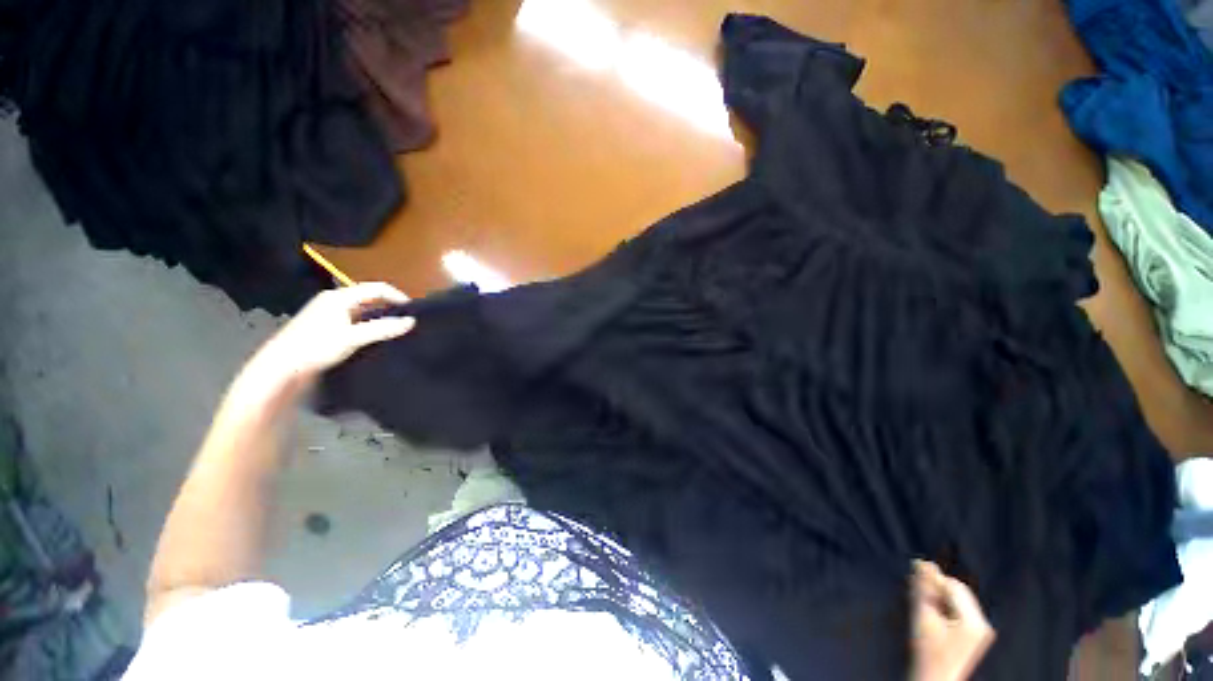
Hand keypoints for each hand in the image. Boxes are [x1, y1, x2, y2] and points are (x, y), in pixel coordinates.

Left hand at [235, 283, 414, 402]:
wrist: (281, 368)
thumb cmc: (315, 347)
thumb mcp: (353, 337)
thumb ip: (383, 329)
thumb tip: (411, 321)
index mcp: (339, 297)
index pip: (377, 288)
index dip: (397, 296)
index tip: (413, 310)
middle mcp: (334, 301)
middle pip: (370, 298)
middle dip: (390, 307)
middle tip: (407, 321)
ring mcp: (329, 314)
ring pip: (363, 311)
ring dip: (380, 318)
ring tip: (395, 330)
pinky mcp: (327, 328)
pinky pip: (356, 321)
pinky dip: (370, 326)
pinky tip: (376, 338)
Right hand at [911, 560, 994, 680]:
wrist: (935, 680)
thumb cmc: (927, 650)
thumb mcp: (922, 617)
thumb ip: (923, 589)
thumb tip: (922, 562)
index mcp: (974, 620)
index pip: (953, 586)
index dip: (933, 581)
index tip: (913, 580)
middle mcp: (983, 622)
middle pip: (959, 591)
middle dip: (938, 588)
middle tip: (915, 592)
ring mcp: (982, 630)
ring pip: (959, 599)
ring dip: (941, 597)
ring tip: (922, 603)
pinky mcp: (977, 634)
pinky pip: (961, 609)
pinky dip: (946, 607)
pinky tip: (932, 614)